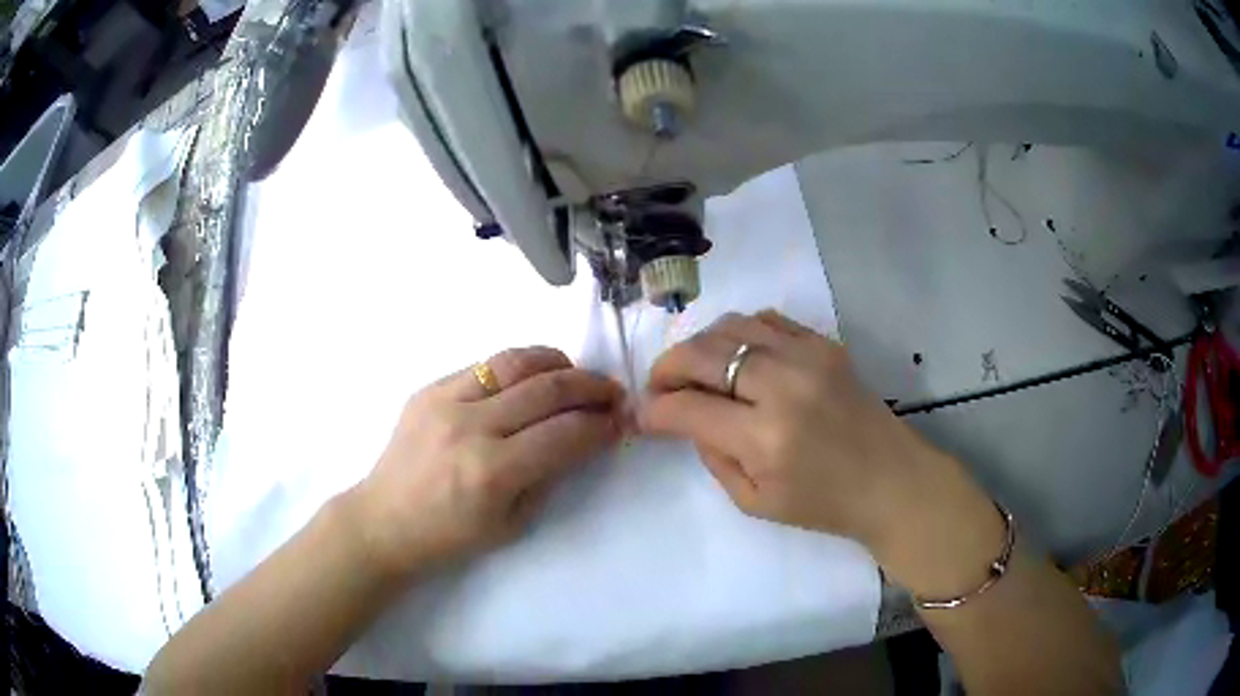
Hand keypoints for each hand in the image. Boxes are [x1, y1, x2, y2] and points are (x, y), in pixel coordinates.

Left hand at [350, 347, 623, 581]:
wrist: (385, 520)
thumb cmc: (450, 536)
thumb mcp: (513, 524)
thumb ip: (550, 475)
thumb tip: (581, 437)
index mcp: (492, 472)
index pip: (565, 434)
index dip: (601, 425)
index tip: (620, 421)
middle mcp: (470, 427)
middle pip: (547, 389)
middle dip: (591, 386)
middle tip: (612, 391)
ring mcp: (445, 401)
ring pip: (515, 361)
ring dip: (557, 363)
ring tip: (576, 374)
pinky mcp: (429, 388)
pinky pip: (484, 364)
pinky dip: (519, 365)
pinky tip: (533, 376)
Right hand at [638, 311, 999, 592]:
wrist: (891, 481)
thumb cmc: (824, 504)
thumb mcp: (754, 503)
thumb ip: (713, 459)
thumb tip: (689, 420)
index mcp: (764, 438)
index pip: (687, 408)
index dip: (654, 410)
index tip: (643, 414)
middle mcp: (782, 386)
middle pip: (702, 354)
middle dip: (666, 368)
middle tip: (659, 386)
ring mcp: (807, 357)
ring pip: (730, 326)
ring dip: (700, 345)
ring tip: (695, 369)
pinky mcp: (824, 344)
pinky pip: (767, 319)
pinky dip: (740, 332)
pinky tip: (737, 355)